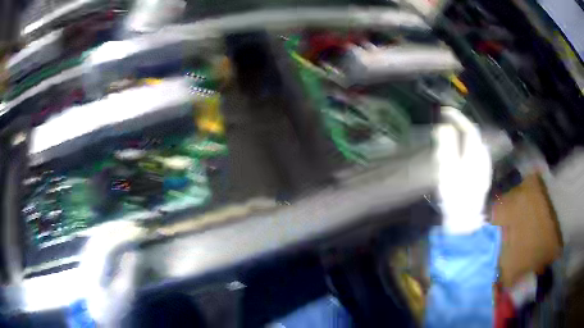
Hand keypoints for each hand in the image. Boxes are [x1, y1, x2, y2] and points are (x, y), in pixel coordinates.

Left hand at [78, 221, 144, 325]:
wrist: (95, 316)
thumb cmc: (112, 308)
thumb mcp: (124, 294)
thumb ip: (129, 271)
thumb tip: (135, 252)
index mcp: (96, 264)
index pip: (110, 241)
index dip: (126, 233)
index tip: (141, 231)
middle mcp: (87, 255)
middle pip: (101, 233)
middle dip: (119, 226)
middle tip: (136, 225)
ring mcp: (85, 255)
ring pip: (97, 234)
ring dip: (112, 227)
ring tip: (126, 227)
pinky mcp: (86, 259)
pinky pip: (95, 239)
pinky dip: (106, 233)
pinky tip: (113, 235)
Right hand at [434, 106, 491, 233]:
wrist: (464, 223)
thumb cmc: (454, 197)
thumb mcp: (447, 170)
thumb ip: (446, 146)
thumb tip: (445, 127)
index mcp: (476, 154)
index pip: (469, 128)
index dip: (457, 117)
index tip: (444, 111)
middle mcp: (483, 158)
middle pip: (474, 136)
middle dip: (461, 126)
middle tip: (447, 122)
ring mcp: (484, 170)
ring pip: (476, 146)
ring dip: (464, 137)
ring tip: (452, 135)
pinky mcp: (482, 178)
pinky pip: (476, 156)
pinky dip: (467, 149)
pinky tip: (461, 155)